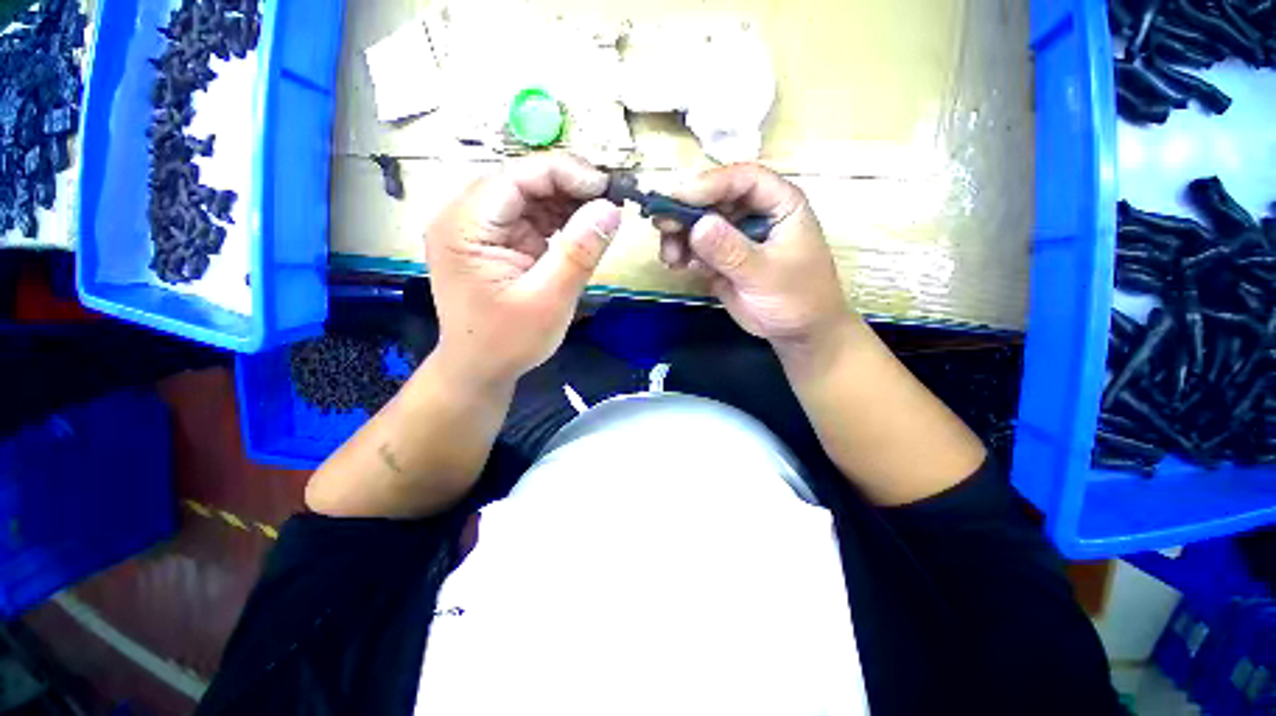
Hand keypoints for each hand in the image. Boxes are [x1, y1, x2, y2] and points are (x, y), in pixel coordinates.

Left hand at [426, 152, 620, 384]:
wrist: (482, 369)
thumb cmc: (508, 341)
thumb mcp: (549, 300)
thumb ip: (579, 253)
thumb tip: (611, 209)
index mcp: (463, 226)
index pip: (514, 176)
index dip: (564, 173)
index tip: (606, 187)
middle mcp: (465, 218)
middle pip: (521, 181)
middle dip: (569, 187)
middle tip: (610, 201)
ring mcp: (480, 229)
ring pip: (529, 197)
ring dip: (567, 203)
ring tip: (603, 214)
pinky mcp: (497, 242)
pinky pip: (532, 218)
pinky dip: (560, 221)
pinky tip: (583, 229)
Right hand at [658, 164, 854, 353]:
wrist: (795, 331)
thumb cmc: (795, 298)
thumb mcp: (765, 274)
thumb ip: (732, 251)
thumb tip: (698, 226)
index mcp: (778, 204)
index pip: (743, 179)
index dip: (710, 184)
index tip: (678, 198)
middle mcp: (753, 213)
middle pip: (713, 198)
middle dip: (685, 211)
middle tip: (661, 225)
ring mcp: (734, 235)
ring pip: (699, 222)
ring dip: (679, 235)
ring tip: (670, 258)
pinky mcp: (720, 257)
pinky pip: (695, 247)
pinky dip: (682, 253)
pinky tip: (677, 266)